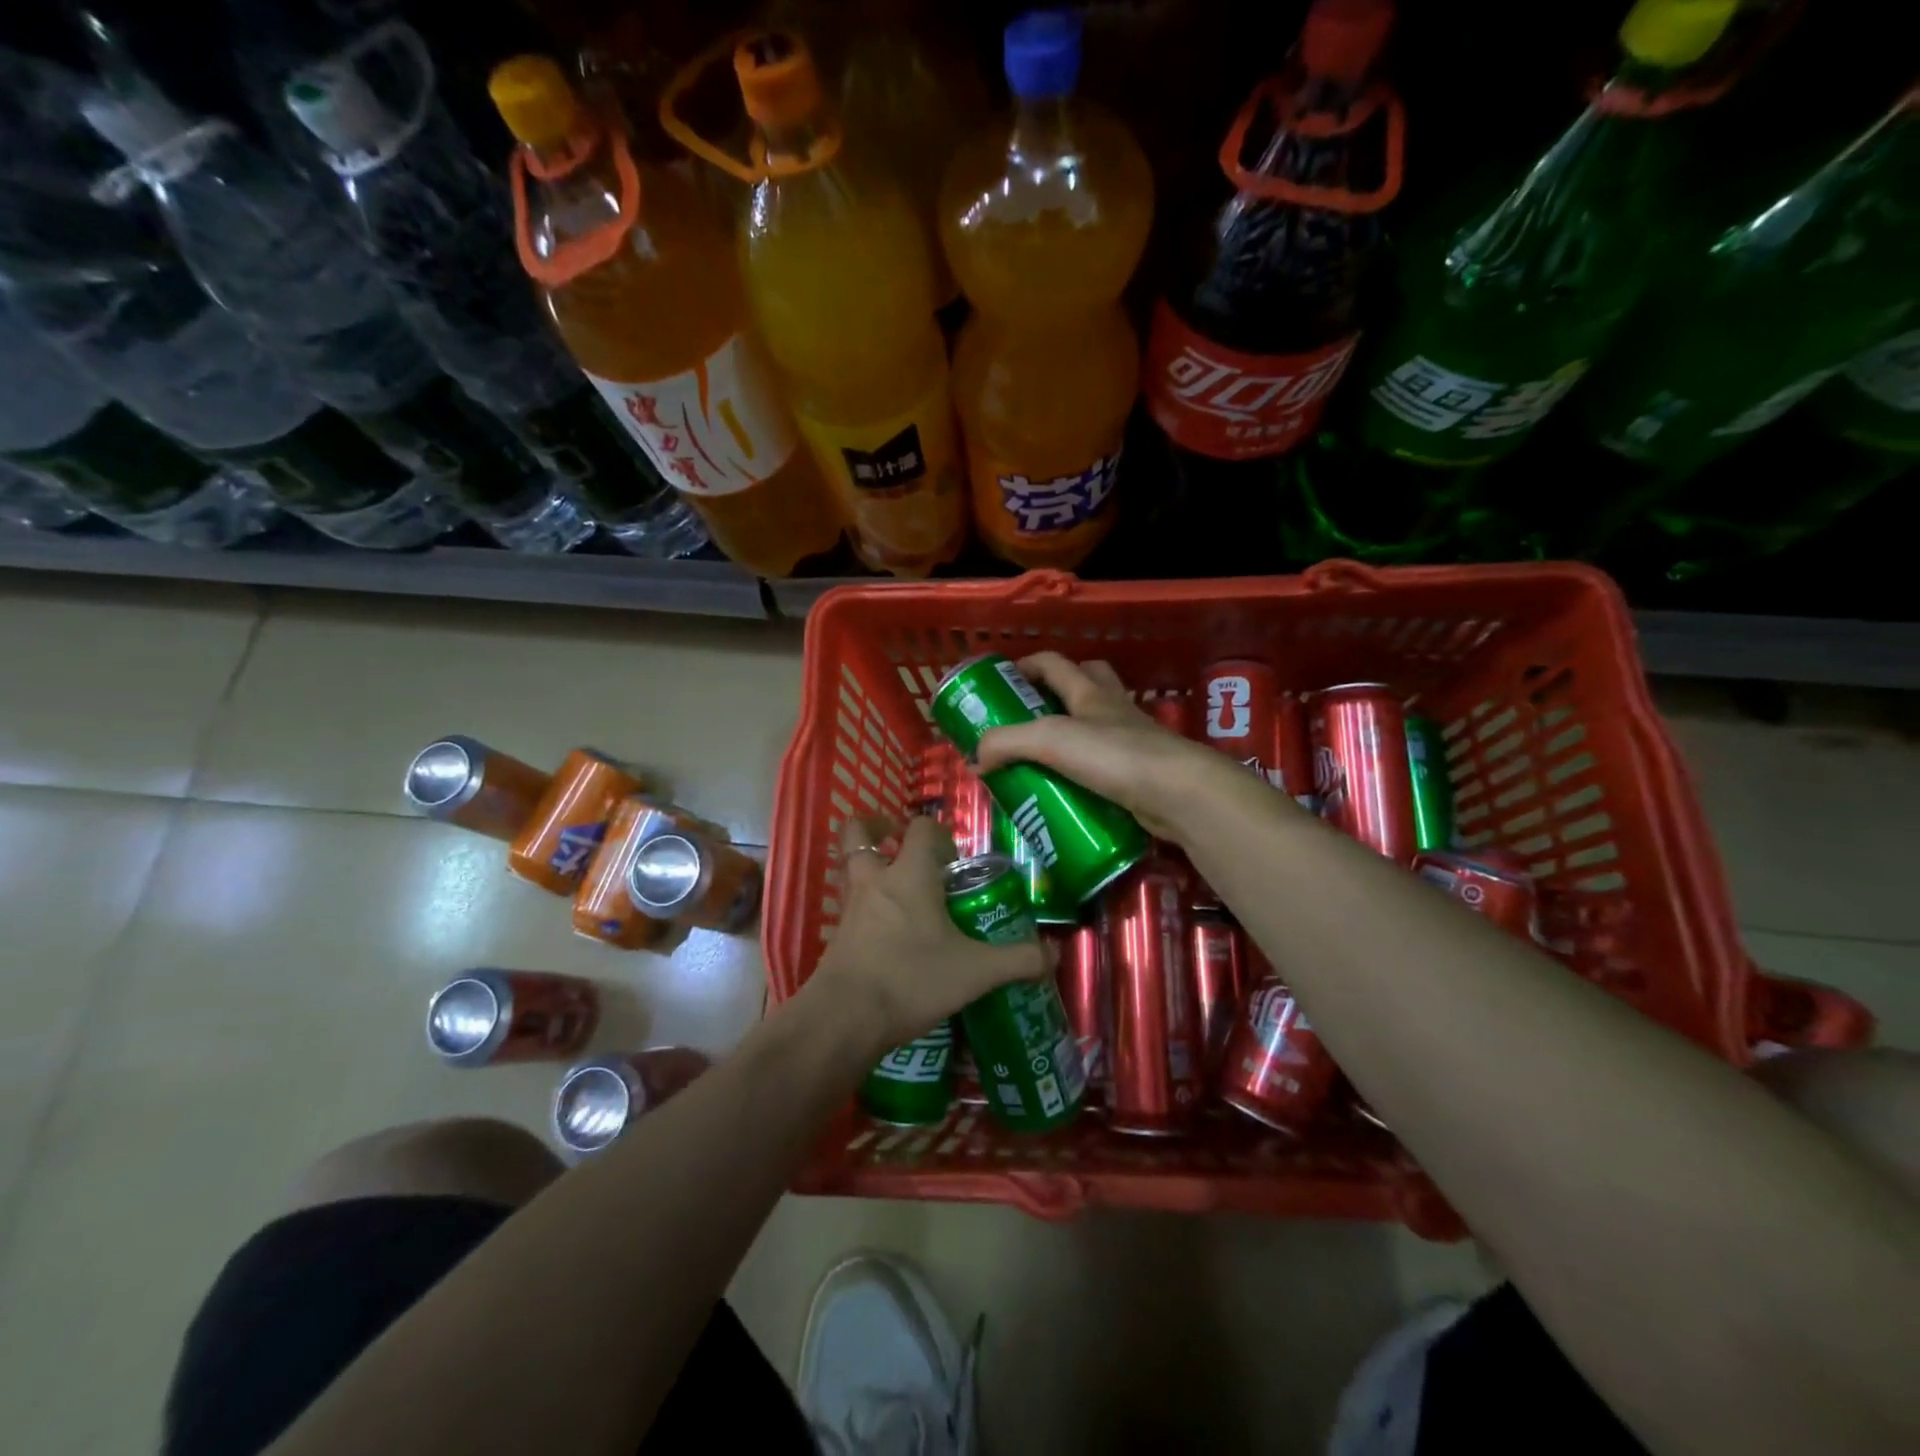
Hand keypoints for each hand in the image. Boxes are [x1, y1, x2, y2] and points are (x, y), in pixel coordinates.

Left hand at [805, 814, 1048, 1056]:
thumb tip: (1055, 954)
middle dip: (878, 829)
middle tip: (899, 843)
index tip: (955, 859)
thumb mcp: (975, 972)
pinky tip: (884, 932)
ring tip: (895, 886)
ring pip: (850, 867)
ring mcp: (849, 907)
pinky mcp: (836, 935)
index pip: (920, 828)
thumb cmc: (912, 979)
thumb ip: (1017, 960)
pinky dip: (863, 905)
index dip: (938, 834)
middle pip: (861, 834)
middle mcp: (874, 880)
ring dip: (868, 865)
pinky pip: (848, 904)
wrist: (845, 1017)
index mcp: (910, 875)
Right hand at [974, 652, 1243, 842]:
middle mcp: (1112, 710)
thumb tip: (977, 759)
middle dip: (1056, 691)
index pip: (1054, 664)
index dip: (1027, 665)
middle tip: (1028, 717)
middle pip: (1086, 682)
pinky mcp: (1140, 774)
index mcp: (1090, 693)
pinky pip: (1107, 765)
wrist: (1177, 793)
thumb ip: (1007, 743)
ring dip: (1073, 735)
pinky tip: (1069, 792)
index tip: (1002, 681)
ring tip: (1043, 759)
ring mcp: (1131, 741)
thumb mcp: (1050, 740)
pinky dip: (1087, 773)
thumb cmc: (1114, 755)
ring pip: (1098, 726)